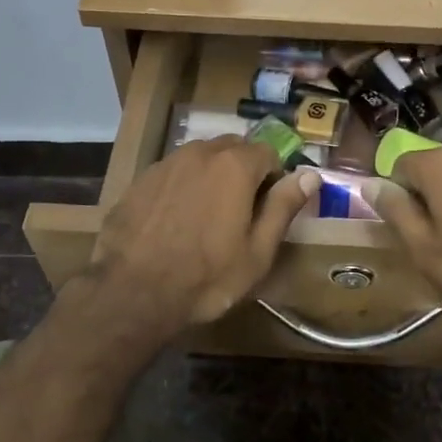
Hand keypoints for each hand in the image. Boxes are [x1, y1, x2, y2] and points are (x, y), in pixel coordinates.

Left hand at [84, 137, 316, 341]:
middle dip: (244, 171)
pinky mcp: (140, 180)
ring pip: (201, 158)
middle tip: (241, 211)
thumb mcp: (257, 251)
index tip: (269, 208)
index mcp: (235, 166)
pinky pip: (173, 172)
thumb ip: (283, 207)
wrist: (132, 292)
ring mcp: (166, 163)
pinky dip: (183, 186)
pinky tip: (177, 220)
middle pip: (233, 149)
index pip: (269, 153)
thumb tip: (309, 175)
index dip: (274, 178)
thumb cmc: (206, 277)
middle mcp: (200, 152)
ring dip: (212, 176)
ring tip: (208, 215)